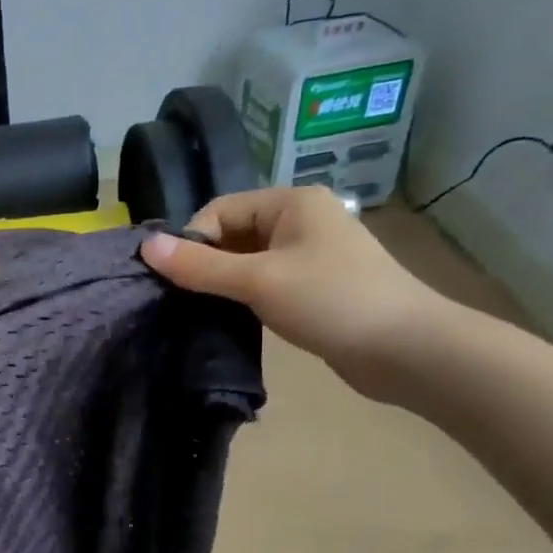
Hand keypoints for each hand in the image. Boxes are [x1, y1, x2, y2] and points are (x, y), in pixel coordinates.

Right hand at [140, 186, 454, 398]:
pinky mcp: (316, 288)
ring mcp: (311, 255)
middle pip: (234, 234)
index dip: (193, 240)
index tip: (174, 279)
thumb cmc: (331, 301)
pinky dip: (246, 297)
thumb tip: (146, 246)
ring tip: (203, 312)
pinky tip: (234, 320)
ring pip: (248, 261)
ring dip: (224, 283)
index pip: (221, 209)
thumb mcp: (258, 280)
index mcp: (291, 202)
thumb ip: (200, 266)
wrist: (407, 350)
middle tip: (182, 299)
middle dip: (206, 264)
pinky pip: (267, 283)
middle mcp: (301, 220)